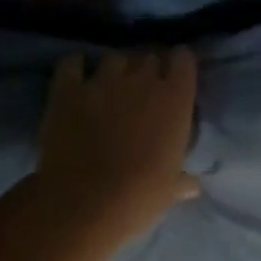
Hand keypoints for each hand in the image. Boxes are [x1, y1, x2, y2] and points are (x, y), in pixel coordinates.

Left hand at [32, 47, 199, 242]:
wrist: (86, 203)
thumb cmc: (140, 196)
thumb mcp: (169, 190)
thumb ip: (182, 180)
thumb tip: (193, 186)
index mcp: (175, 99)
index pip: (183, 60)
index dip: (178, 66)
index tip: (174, 78)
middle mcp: (142, 80)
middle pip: (148, 57)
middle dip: (146, 71)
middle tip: (141, 92)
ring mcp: (103, 81)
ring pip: (113, 58)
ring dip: (114, 71)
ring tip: (108, 88)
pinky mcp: (68, 89)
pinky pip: (72, 62)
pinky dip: (75, 66)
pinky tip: (75, 77)